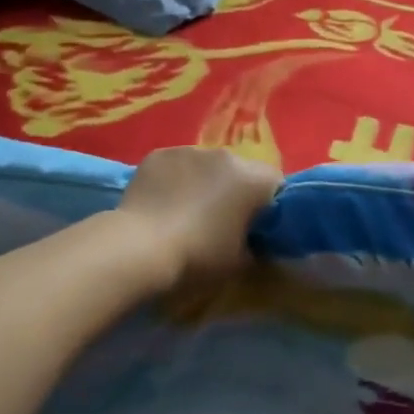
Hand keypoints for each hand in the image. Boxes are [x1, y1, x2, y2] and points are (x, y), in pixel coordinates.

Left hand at [116, 146, 282, 288]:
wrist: (139, 248)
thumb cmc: (198, 257)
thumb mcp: (239, 262)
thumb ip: (255, 245)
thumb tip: (254, 241)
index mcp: (251, 179)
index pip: (275, 183)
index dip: (269, 204)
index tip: (257, 226)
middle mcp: (224, 155)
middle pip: (239, 170)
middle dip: (234, 190)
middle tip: (221, 220)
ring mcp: (188, 150)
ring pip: (205, 165)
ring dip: (203, 182)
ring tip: (186, 212)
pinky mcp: (157, 155)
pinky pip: (175, 165)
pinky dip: (174, 180)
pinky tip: (161, 204)